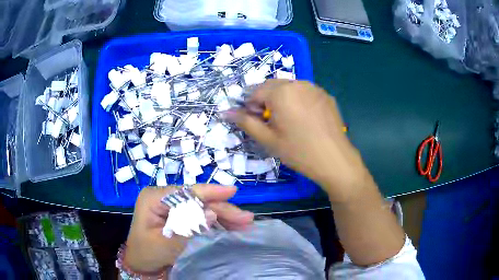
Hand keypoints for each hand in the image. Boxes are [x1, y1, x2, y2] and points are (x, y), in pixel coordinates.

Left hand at [124, 184, 253, 273]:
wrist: (140, 263)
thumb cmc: (147, 253)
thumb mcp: (166, 243)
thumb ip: (188, 228)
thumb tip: (212, 214)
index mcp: (154, 198)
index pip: (186, 192)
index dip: (211, 192)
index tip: (233, 191)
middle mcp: (163, 198)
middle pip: (197, 200)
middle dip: (222, 209)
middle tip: (246, 219)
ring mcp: (170, 206)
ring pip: (201, 207)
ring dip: (223, 215)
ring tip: (244, 223)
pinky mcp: (177, 215)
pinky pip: (199, 215)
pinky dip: (216, 221)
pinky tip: (230, 226)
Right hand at [229, 80, 372, 202]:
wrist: (335, 160)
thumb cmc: (298, 151)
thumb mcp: (268, 139)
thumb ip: (245, 122)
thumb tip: (225, 112)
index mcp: (281, 92)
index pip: (255, 91)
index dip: (251, 106)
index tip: (258, 123)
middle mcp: (298, 83)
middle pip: (272, 86)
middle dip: (266, 100)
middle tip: (271, 122)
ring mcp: (315, 88)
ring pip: (289, 88)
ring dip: (282, 99)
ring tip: (289, 121)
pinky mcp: (326, 95)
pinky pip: (305, 92)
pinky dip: (298, 100)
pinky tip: (305, 119)